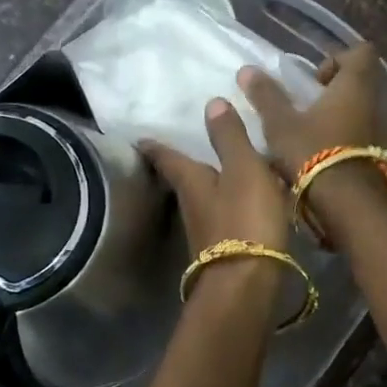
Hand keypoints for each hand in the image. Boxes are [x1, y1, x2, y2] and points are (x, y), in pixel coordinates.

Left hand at [141, 99, 290, 257]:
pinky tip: (246, 204)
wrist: (246, 284)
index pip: (166, 157)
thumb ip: (229, 137)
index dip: (154, 145)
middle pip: (182, 180)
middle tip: (190, 147)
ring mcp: (204, 232)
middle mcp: (190, 205)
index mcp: (190, 181)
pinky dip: (230, 206)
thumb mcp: (243, 169)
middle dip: (184, 164)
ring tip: (224, 171)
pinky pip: (224, 218)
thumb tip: (211, 102)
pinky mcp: (222, 251)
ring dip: (210, 186)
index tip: (141, 137)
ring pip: (203, 200)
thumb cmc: (244, 219)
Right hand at [236, 43, 386, 180]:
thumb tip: (248, 69)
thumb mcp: (281, 124)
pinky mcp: (386, 157)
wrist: (350, 205)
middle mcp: (379, 102)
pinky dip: (351, 139)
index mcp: (357, 84)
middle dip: (337, 92)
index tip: (314, 81)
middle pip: (363, 83)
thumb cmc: (314, 153)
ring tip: (315, 135)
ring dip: (344, 117)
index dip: (337, 60)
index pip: (361, 52)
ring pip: (366, 111)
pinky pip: (369, 136)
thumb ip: (266, 96)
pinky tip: (327, 157)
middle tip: (308, 109)